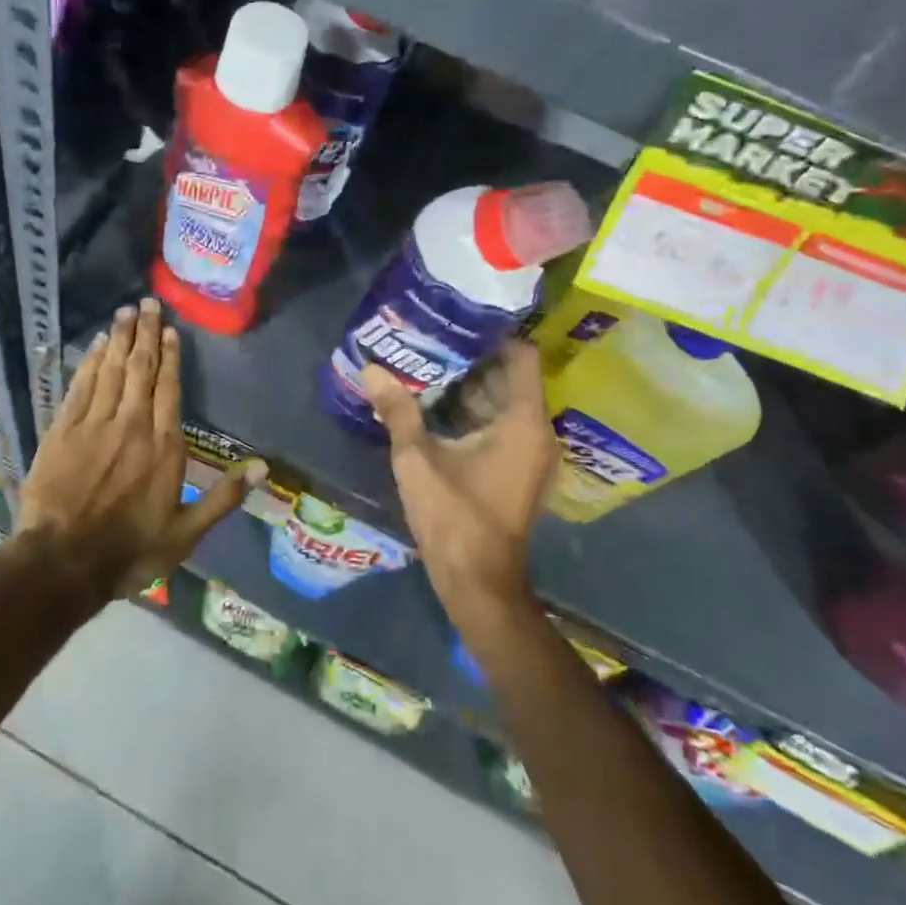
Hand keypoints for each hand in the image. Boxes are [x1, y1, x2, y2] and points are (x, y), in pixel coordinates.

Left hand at [17, 298, 258, 602]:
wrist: (62, 562)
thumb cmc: (130, 550)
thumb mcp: (186, 534)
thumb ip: (223, 498)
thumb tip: (264, 468)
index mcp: (163, 446)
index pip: (169, 389)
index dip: (171, 357)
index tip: (171, 331)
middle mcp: (131, 425)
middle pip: (140, 369)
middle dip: (146, 334)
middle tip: (148, 303)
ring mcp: (94, 424)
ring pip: (111, 370)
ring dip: (120, 339)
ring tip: (126, 311)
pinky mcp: (63, 430)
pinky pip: (81, 386)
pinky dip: (90, 362)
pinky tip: (97, 344)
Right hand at [359, 340, 557, 634]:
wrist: (477, 582)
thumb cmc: (454, 516)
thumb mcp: (417, 458)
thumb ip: (397, 409)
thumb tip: (370, 367)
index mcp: (523, 421)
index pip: (521, 356)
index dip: (492, 335)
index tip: (456, 321)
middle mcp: (536, 431)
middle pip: (509, 377)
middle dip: (471, 358)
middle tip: (430, 339)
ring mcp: (529, 453)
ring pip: (502, 402)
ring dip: (469, 386)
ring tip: (426, 364)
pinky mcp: (518, 469)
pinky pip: (500, 425)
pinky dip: (473, 412)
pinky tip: (434, 405)